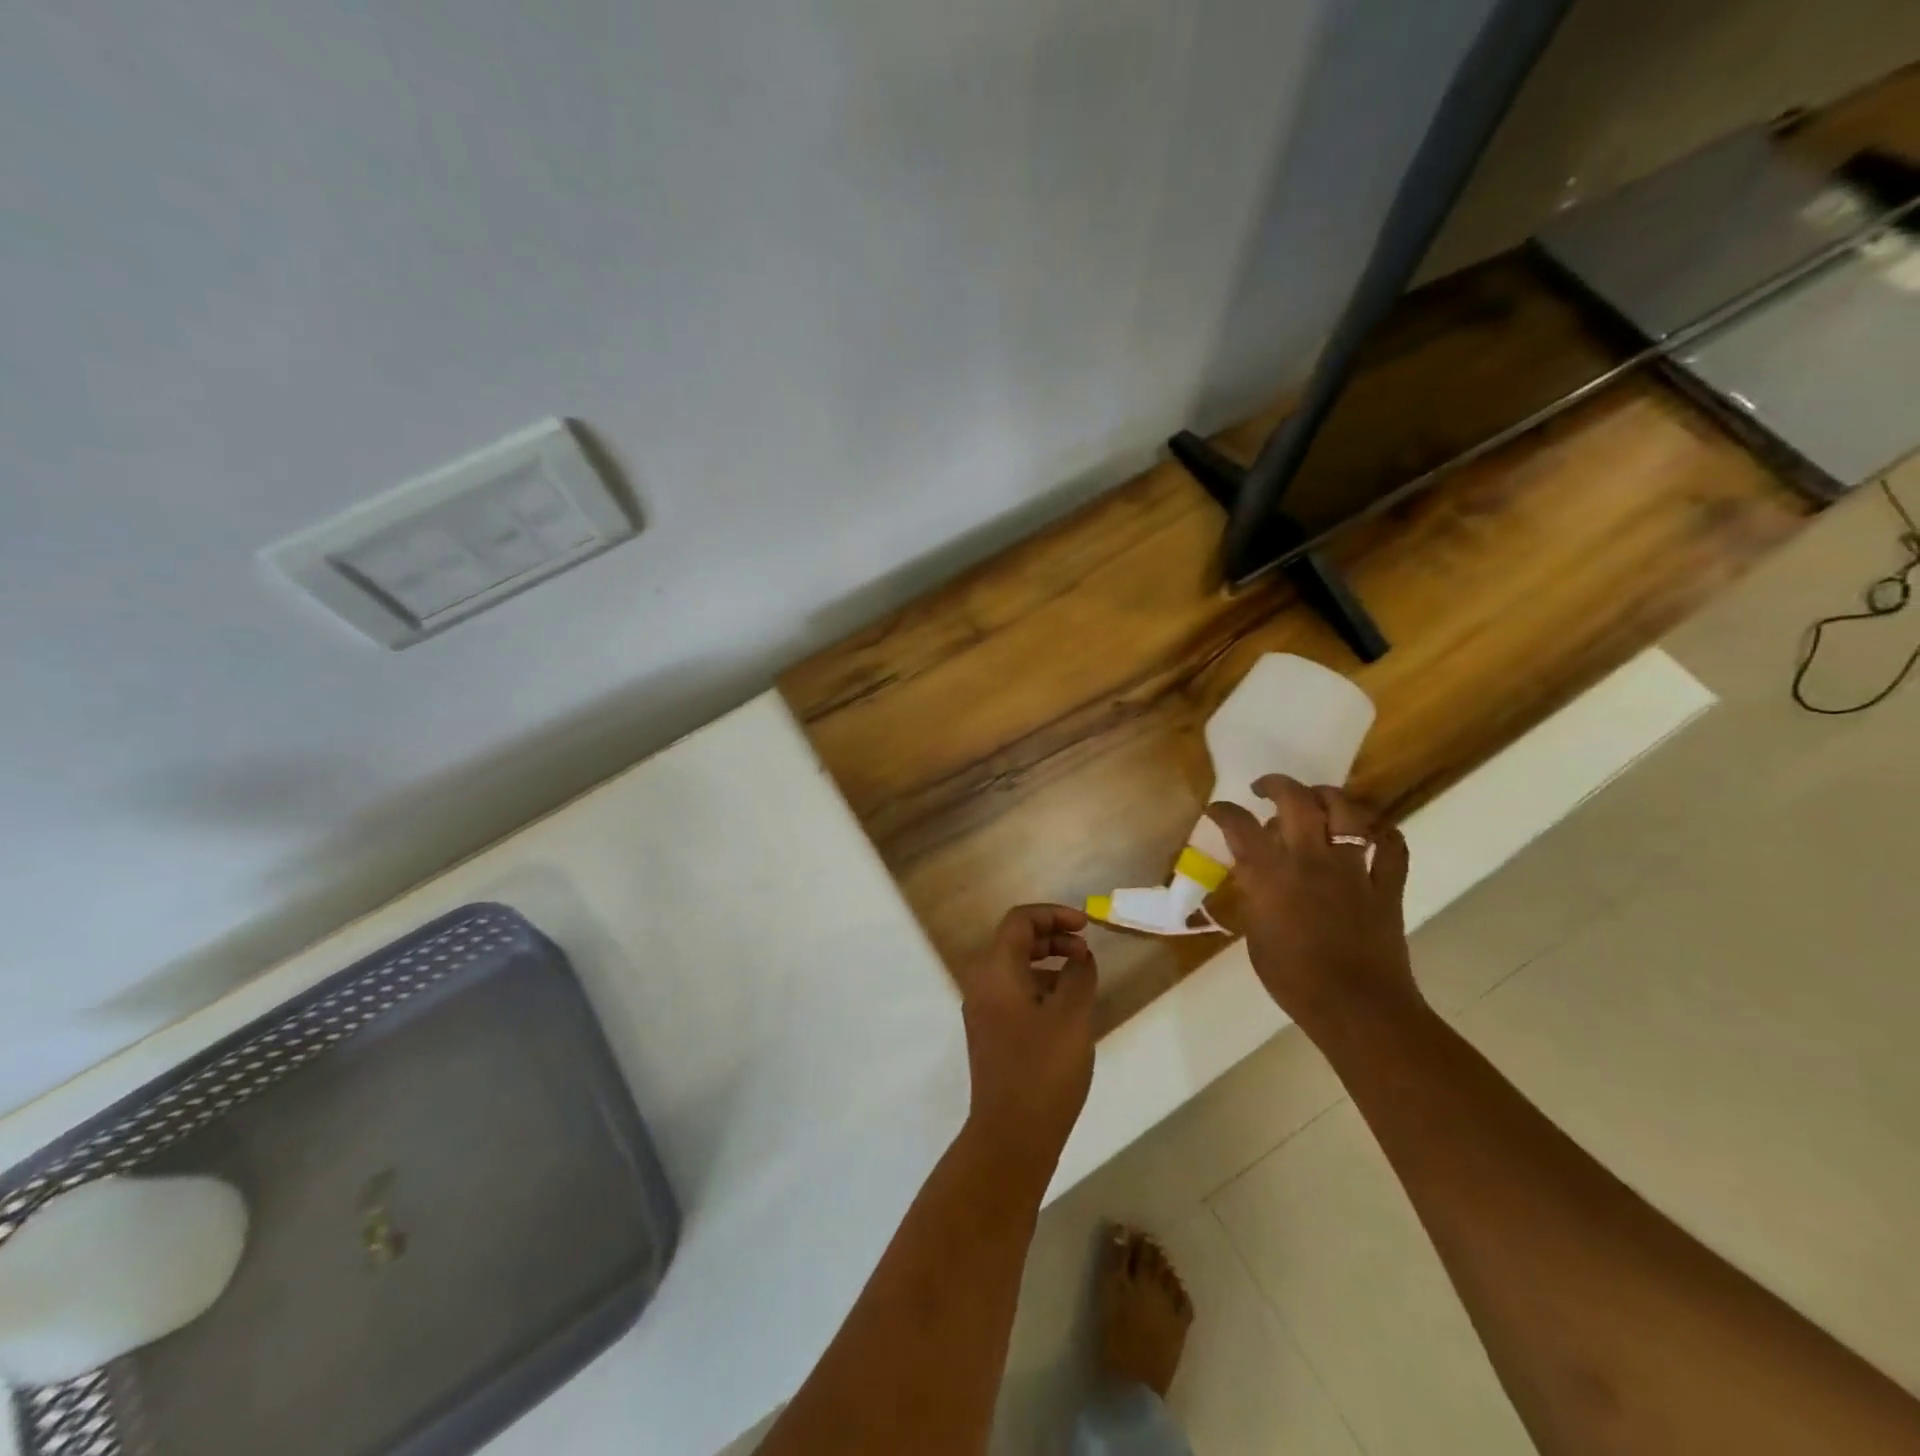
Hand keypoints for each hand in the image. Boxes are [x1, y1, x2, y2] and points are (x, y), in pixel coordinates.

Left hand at [957, 905, 1097, 1171]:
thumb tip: (1080, 956)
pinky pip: (1014, 991)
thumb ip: (1078, 975)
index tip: (1086, 926)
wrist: (1011, 1135)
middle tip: (1086, 951)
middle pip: (1015, 941)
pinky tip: (1067, 1007)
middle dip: (1052, 937)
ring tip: (1081, 978)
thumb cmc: (1043, 1069)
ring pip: (1014, 967)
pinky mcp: (990, 1032)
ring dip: (1047, 961)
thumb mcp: (1071, 1016)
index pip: (1020, 921)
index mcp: (995, 970)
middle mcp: (981, 982)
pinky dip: (1040, 985)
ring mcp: (983, 1009)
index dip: (1054, 915)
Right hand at [1206, 777, 1420, 1037]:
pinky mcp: (1387, 885)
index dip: (1224, 811)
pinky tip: (1371, 831)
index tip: (1218, 810)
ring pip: (1347, 811)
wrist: (1356, 1007)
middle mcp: (1312, 859)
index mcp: (1272, 874)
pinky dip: (1382, 832)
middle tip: (1265, 789)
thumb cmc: (1293, 979)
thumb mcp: (1256, 934)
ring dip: (1328, 796)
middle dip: (1277, 785)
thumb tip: (1254, 872)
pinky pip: (1392, 847)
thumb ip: (1254, 894)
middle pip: (1296, 800)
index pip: (1240, 826)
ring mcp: (1354, 868)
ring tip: (1317, 799)